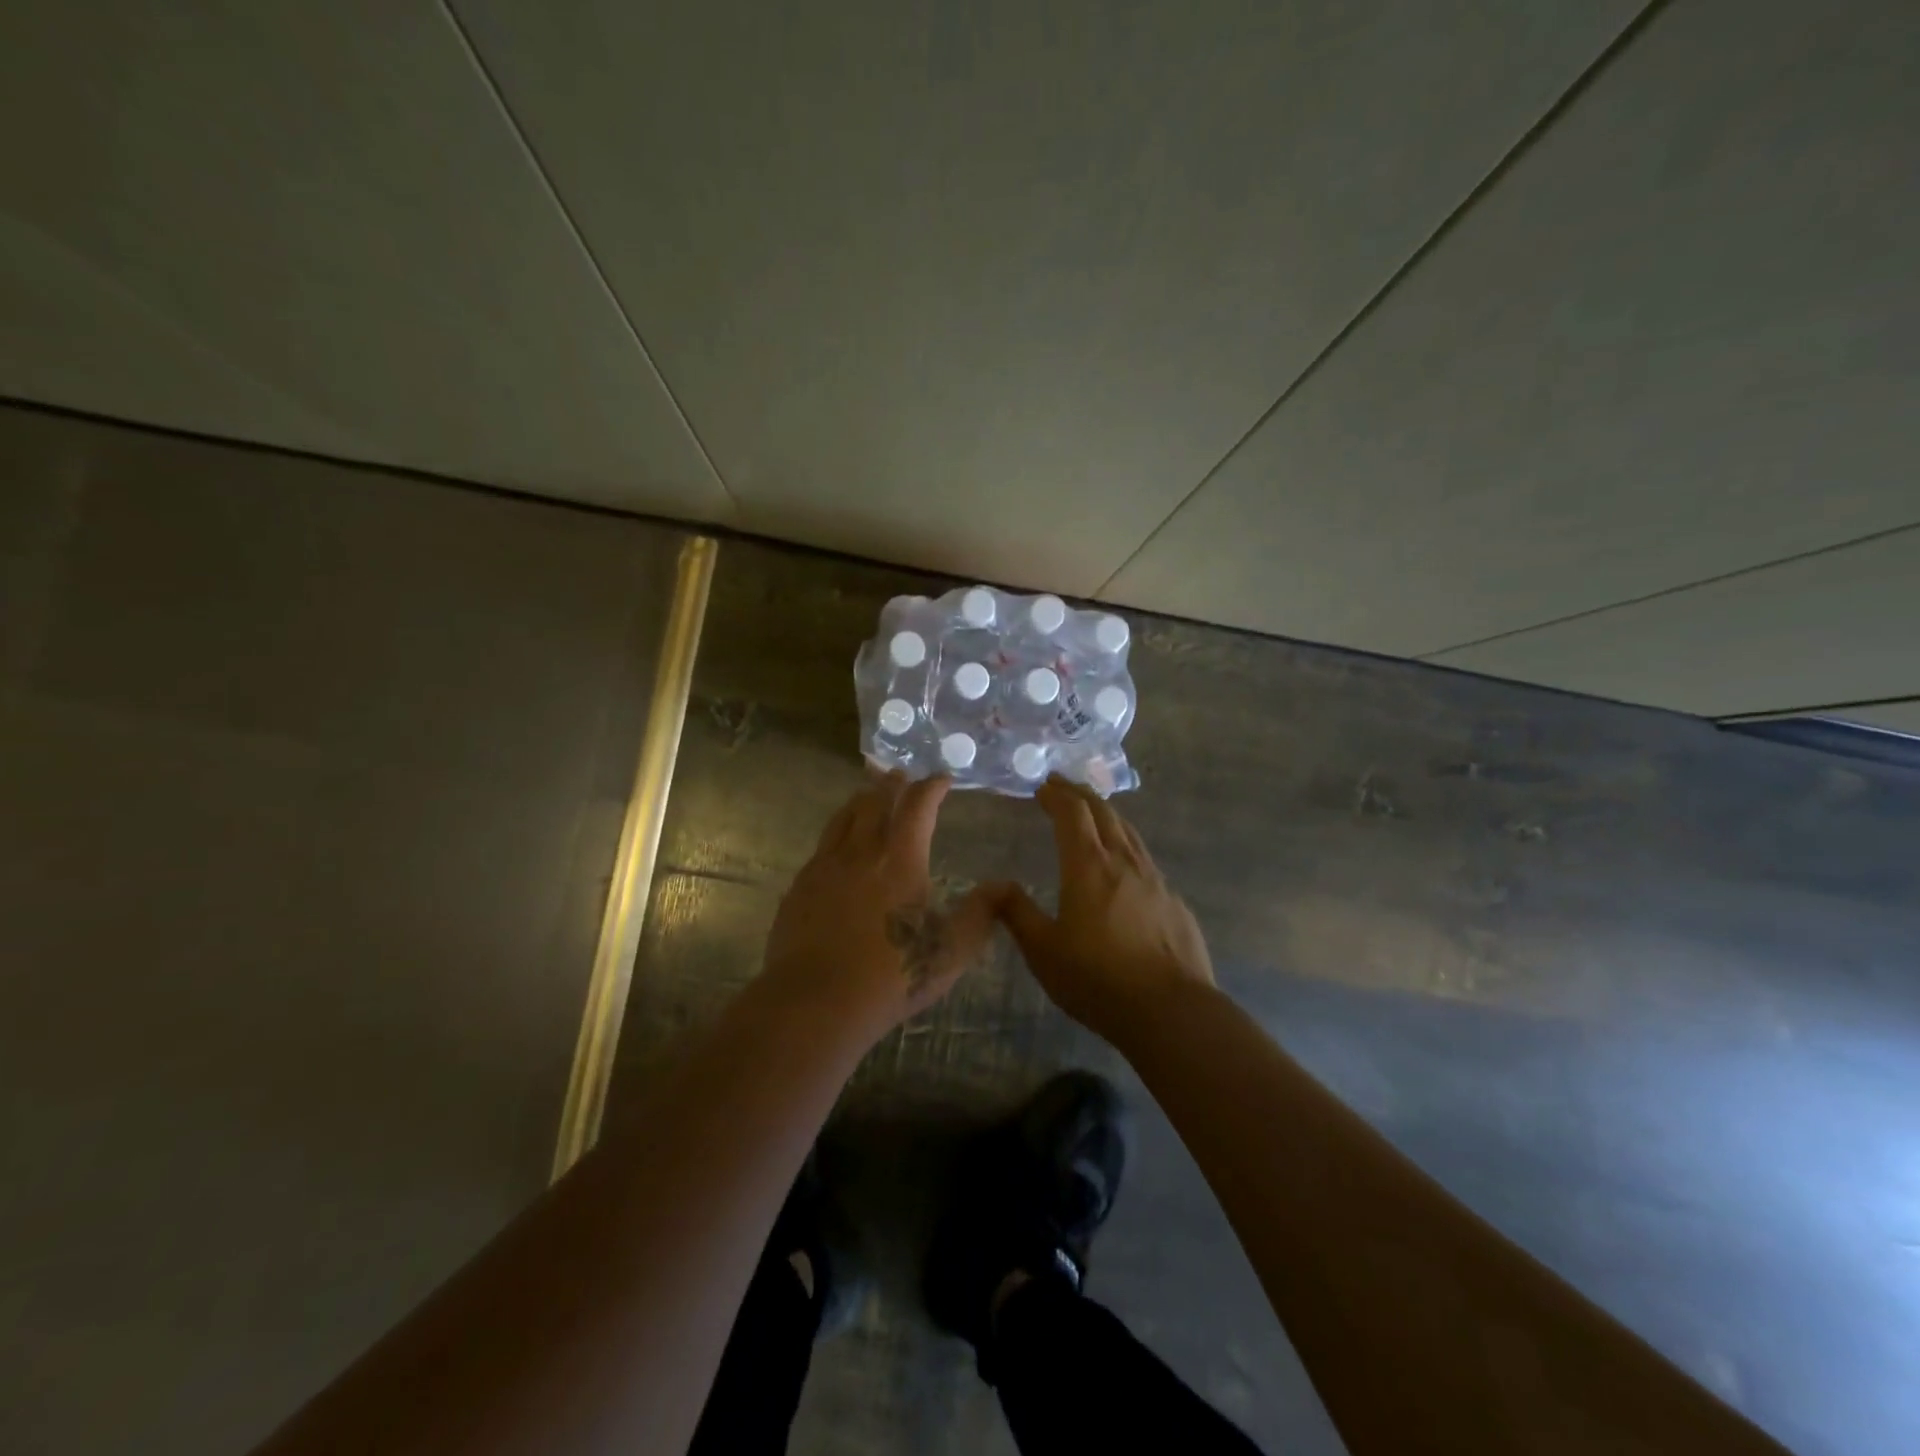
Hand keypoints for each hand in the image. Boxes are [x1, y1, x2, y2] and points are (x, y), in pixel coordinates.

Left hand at [763, 770, 997, 1047]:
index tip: (943, 779)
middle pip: (875, 801)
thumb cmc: (891, 975)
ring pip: (844, 817)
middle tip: (902, 776)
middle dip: (893, 784)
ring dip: (861, 800)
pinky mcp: (800, 886)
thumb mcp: (951, 951)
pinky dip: (837, 832)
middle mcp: (861, 851)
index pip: (918, 805)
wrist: (815, 1001)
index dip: (932, 787)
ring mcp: (825, 866)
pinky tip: (838, 846)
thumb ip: (980, 914)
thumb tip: (1004, 886)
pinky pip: (822, 845)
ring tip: (869, 794)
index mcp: (901, 859)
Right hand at [993, 777, 1214, 1045]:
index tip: (1042, 786)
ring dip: (1107, 815)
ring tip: (1093, 814)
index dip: (1056, 795)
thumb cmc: (1098, 980)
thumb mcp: (1044, 951)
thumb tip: (994, 885)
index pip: (1072, 813)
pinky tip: (1124, 866)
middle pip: (1103, 813)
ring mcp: (1155, 880)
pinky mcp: (1174, 902)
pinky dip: (1127, 847)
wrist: (1171, 1011)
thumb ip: (1018, 913)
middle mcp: (1124, 862)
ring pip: (1129, 833)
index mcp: (1088, 867)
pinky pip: (1146, 860)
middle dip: (1080, 794)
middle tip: (1062, 786)